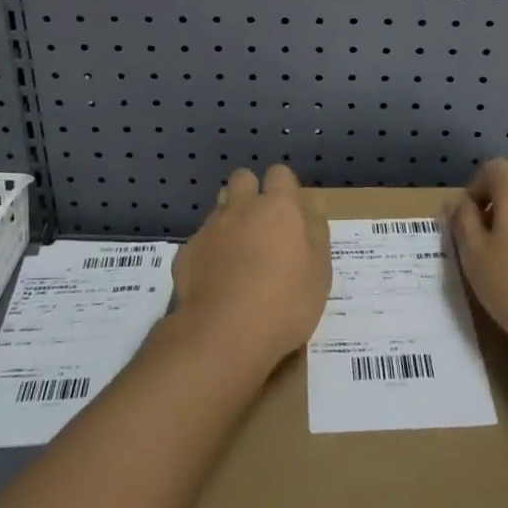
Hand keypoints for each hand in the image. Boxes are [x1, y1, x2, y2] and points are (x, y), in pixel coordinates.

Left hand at [173, 164, 330, 371]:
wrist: (225, 334)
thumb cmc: (285, 303)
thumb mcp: (320, 273)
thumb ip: (316, 235)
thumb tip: (310, 212)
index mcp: (279, 207)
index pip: (280, 173)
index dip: (284, 188)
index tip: (289, 212)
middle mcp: (242, 207)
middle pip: (243, 178)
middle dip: (250, 192)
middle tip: (261, 225)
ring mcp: (211, 227)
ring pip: (219, 207)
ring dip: (228, 219)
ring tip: (236, 253)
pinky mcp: (187, 251)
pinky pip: (200, 241)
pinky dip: (208, 253)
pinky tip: (214, 281)